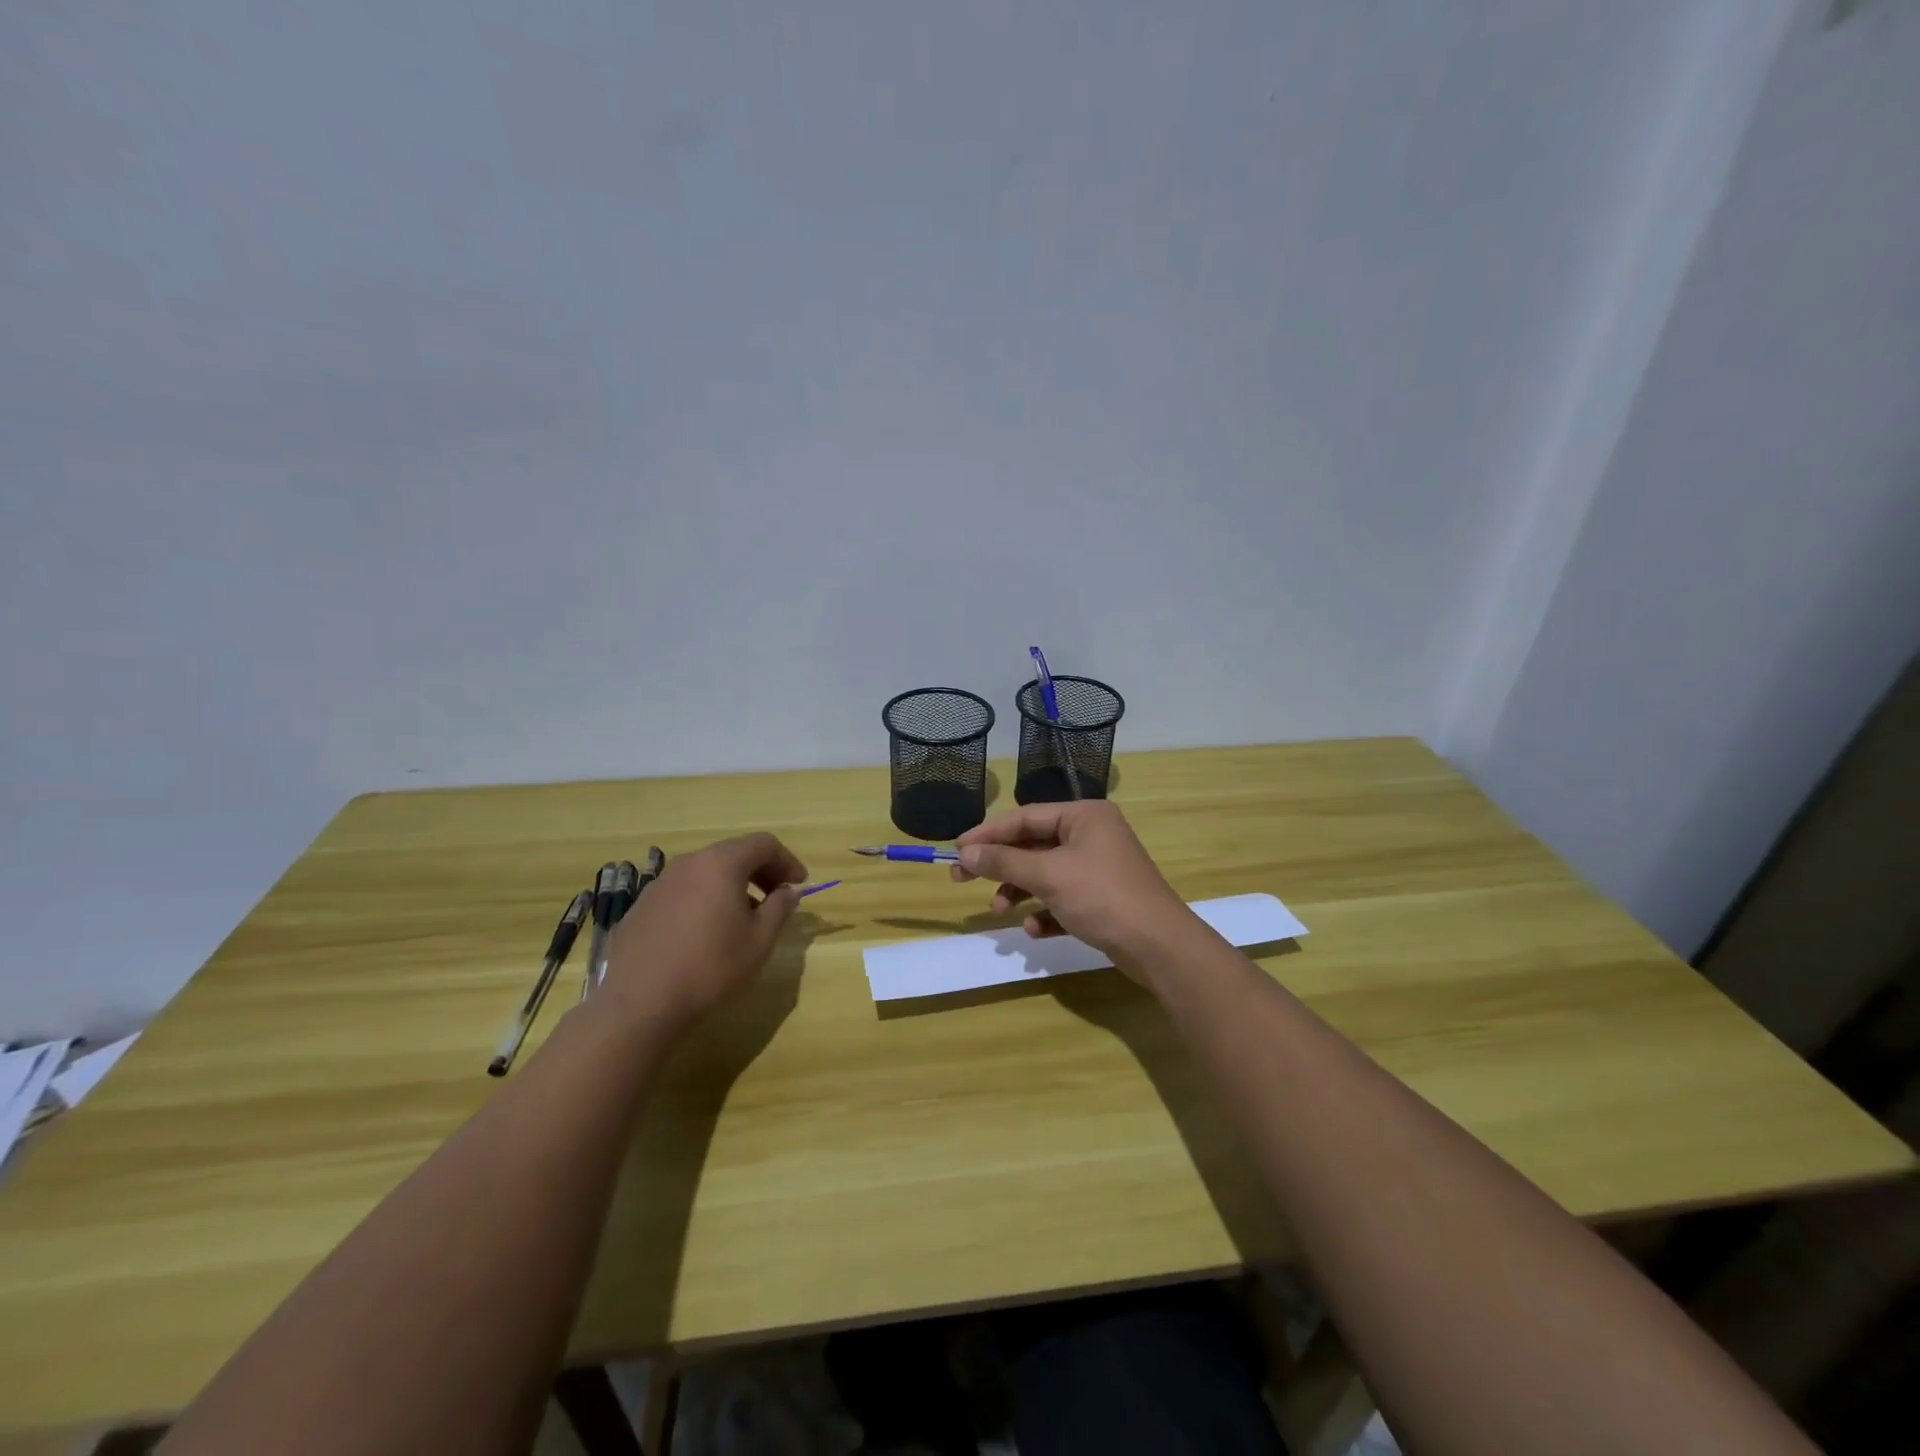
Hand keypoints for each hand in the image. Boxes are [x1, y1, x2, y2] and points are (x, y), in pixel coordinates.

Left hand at [601, 833, 806, 1035]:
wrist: (639, 1004)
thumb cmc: (711, 967)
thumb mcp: (759, 941)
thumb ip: (779, 908)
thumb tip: (788, 891)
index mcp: (721, 863)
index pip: (763, 844)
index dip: (787, 860)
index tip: (798, 885)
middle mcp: (689, 863)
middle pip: (733, 853)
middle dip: (760, 872)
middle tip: (775, 899)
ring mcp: (659, 884)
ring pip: (705, 872)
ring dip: (731, 886)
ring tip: (741, 919)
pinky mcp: (641, 907)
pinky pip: (682, 892)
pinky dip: (703, 901)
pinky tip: (704, 935)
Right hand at [950, 801, 1195, 971]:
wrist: (1159, 946)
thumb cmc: (1102, 896)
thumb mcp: (1047, 875)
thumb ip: (1003, 862)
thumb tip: (964, 853)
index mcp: (1084, 816)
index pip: (1025, 817)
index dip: (988, 833)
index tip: (956, 849)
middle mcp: (1092, 835)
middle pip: (1033, 845)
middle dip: (1001, 867)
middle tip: (961, 880)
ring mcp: (1099, 868)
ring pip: (1045, 874)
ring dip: (1019, 892)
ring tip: (1000, 911)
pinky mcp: (1103, 899)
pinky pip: (1062, 898)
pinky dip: (1045, 911)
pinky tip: (1036, 930)